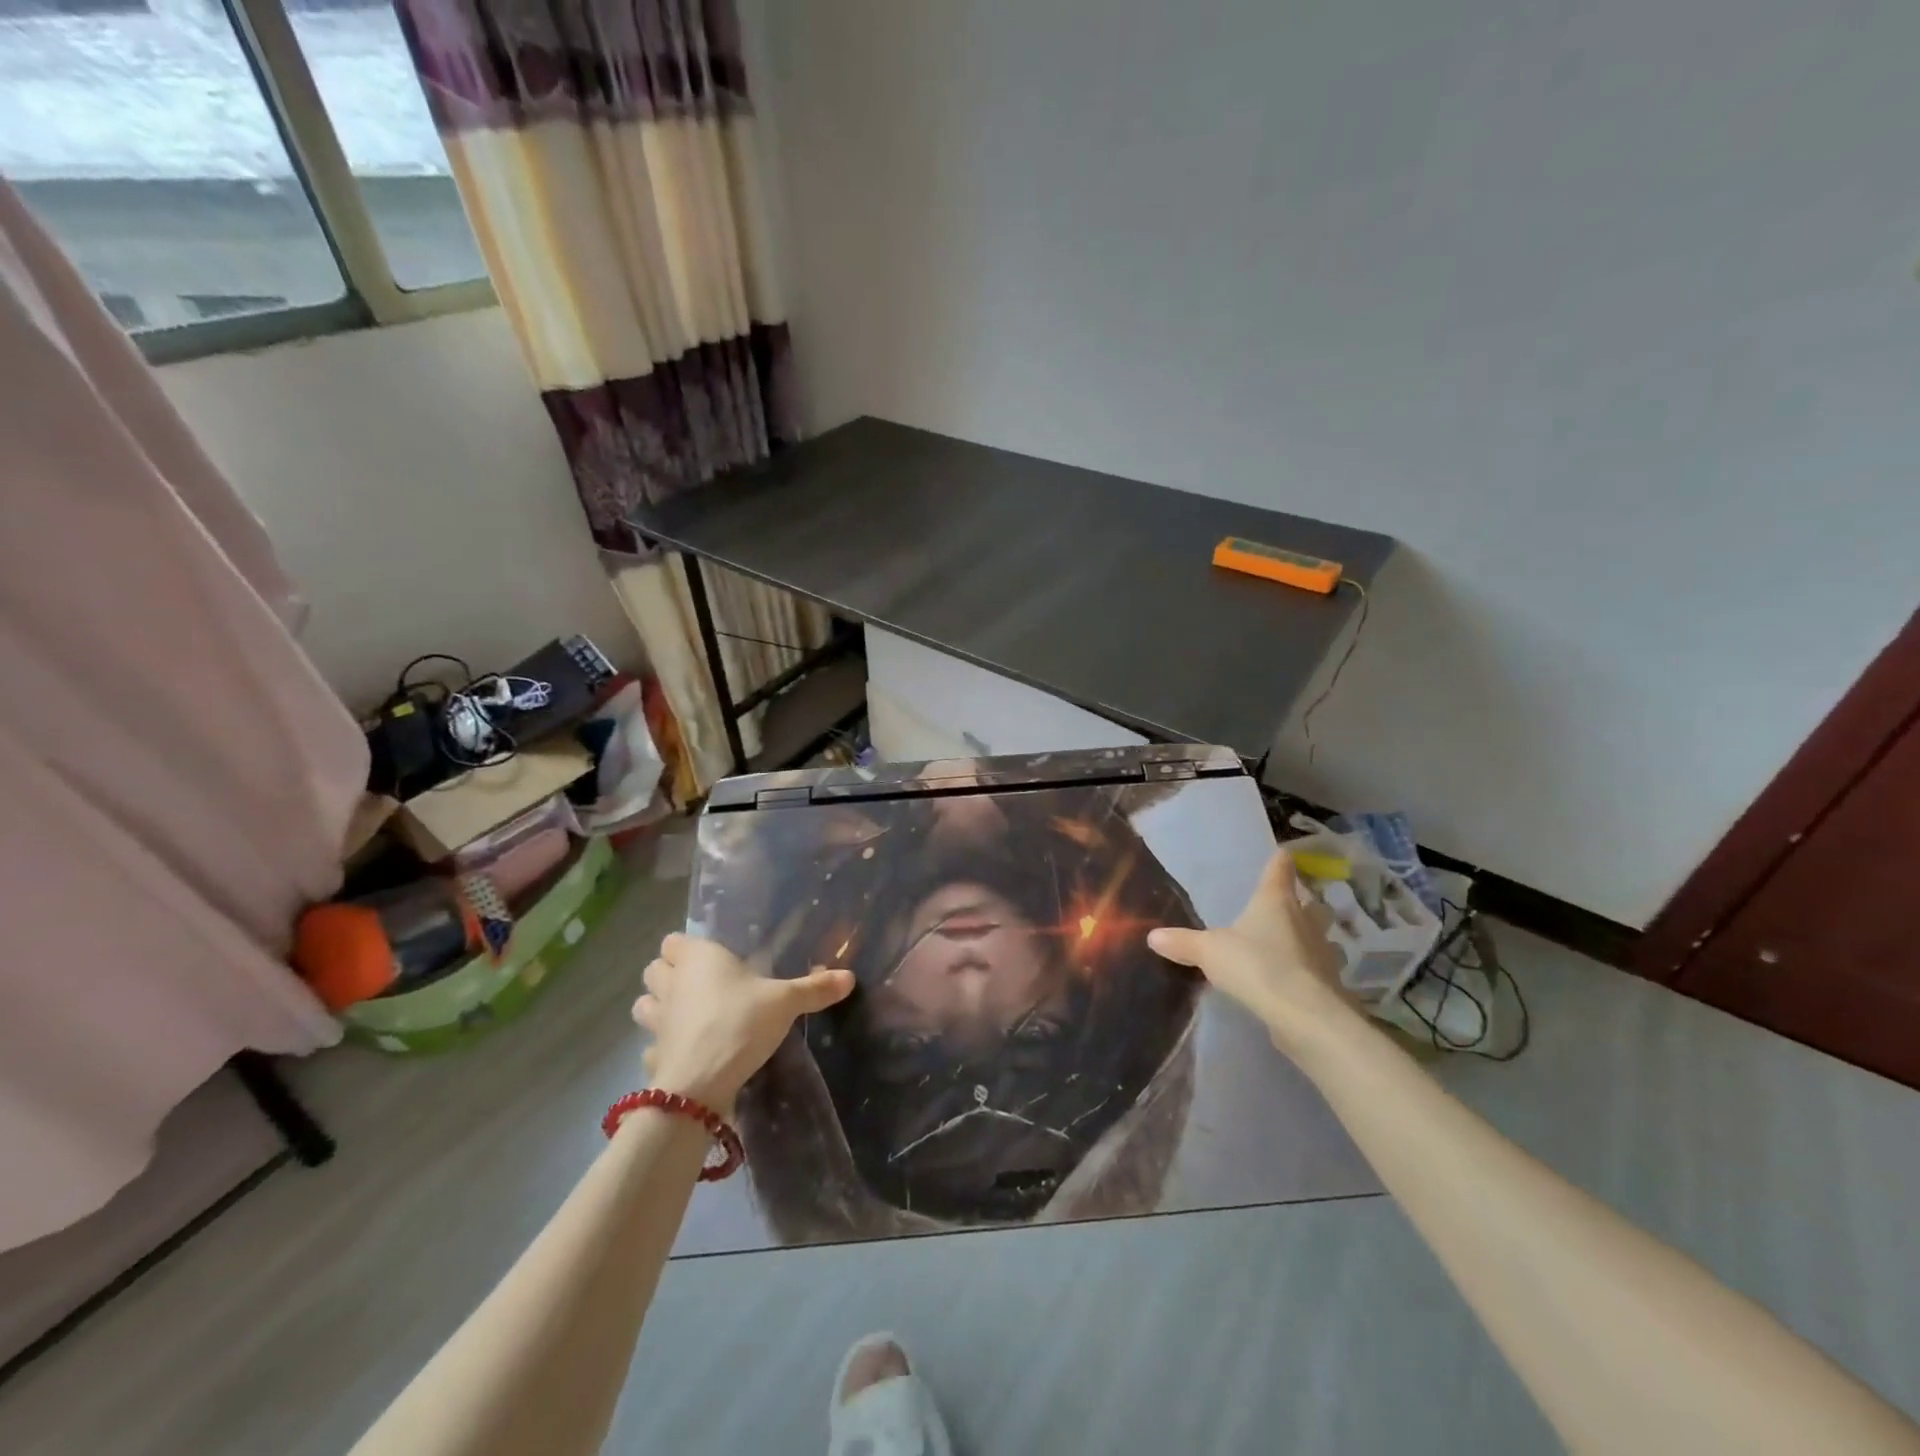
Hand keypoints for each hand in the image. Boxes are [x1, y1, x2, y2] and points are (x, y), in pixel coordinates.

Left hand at [631, 933, 853, 1116]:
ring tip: (688, 1016)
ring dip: (658, 1007)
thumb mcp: (785, 1002)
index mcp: (698, 958)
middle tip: (702, 985)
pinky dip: (664, 1047)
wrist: (701, 1084)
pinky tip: (685, 1053)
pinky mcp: (653, 1055)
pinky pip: (653, 1045)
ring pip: (645, 1004)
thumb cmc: (741, 1023)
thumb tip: (850, 977)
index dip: (686, 948)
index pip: (673, 940)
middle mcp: (671, 983)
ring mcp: (656, 1021)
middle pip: (654, 968)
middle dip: (669, 975)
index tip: (712, 959)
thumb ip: (814, 988)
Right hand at [1148, 850, 1355, 1054]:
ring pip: (1322, 937)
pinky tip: (1296, 980)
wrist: (1304, 1015)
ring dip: (1311, 939)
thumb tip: (1152, 936)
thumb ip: (1183, 943)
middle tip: (1291, 906)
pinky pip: (1320, 970)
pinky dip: (1311, 971)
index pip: (1279, 870)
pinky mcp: (1330, 984)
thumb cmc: (1256, 965)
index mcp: (1275, 902)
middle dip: (1304, 903)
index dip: (1279, 861)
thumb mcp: (1209, 952)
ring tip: (1295, 945)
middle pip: (1312, 904)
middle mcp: (1305, 921)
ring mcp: (1323, 953)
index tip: (1282, 854)